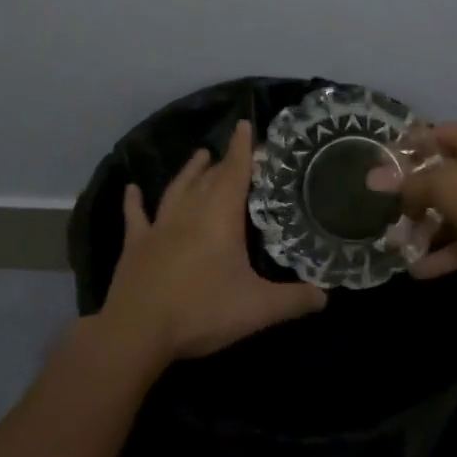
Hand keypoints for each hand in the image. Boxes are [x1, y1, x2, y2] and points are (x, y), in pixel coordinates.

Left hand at [100, 119, 326, 363]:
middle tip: (235, 152)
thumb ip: (294, 300)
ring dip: (189, 171)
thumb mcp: (258, 309)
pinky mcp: (135, 245)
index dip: (242, 149)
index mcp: (220, 217)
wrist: (138, 331)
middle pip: (209, 179)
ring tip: (199, 155)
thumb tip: (325, 297)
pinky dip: (134, 201)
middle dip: (223, 162)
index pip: (235, 172)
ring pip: (176, 189)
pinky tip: (132, 188)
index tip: (246, 126)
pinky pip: (135, 216)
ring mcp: (158, 227)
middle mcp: (189, 212)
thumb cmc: (202, 311)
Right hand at [368, 120, 456, 292]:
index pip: (436, 135)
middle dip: (412, 198)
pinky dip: (444, 253)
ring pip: (453, 213)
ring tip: (395, 247)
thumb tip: (373, 179)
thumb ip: (407, 184)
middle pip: (443, 177)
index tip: (377, 170)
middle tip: (383, 214)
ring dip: (425, 230)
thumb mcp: (442, 183)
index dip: (405, 151)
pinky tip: (416, 270)